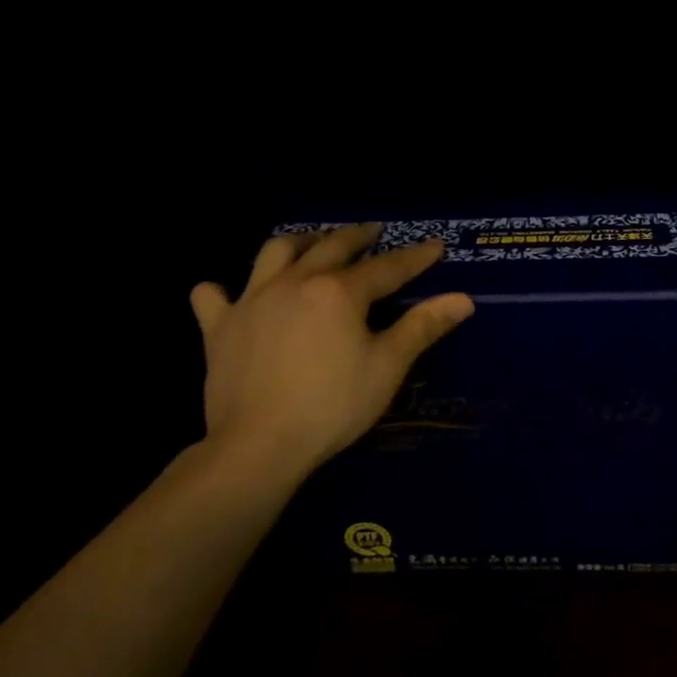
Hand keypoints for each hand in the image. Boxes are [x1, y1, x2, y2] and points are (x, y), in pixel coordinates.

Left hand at [188, 224, 473, 483]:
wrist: (258, 444)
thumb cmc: (332, 406)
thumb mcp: (387, 367)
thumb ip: (423, 327)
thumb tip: (463, 299)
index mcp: (339, 291)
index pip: (387, 267)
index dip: (415, 257)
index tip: (435, 246)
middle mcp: (295, 282)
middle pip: (332, 246)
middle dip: (359, 236)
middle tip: (374, 231)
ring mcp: (252, 300)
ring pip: (275, 252)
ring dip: (299, 242)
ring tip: (313, 243)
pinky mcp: (220, 327)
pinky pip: (213, 296)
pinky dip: (222, 290)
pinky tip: (229, 293)